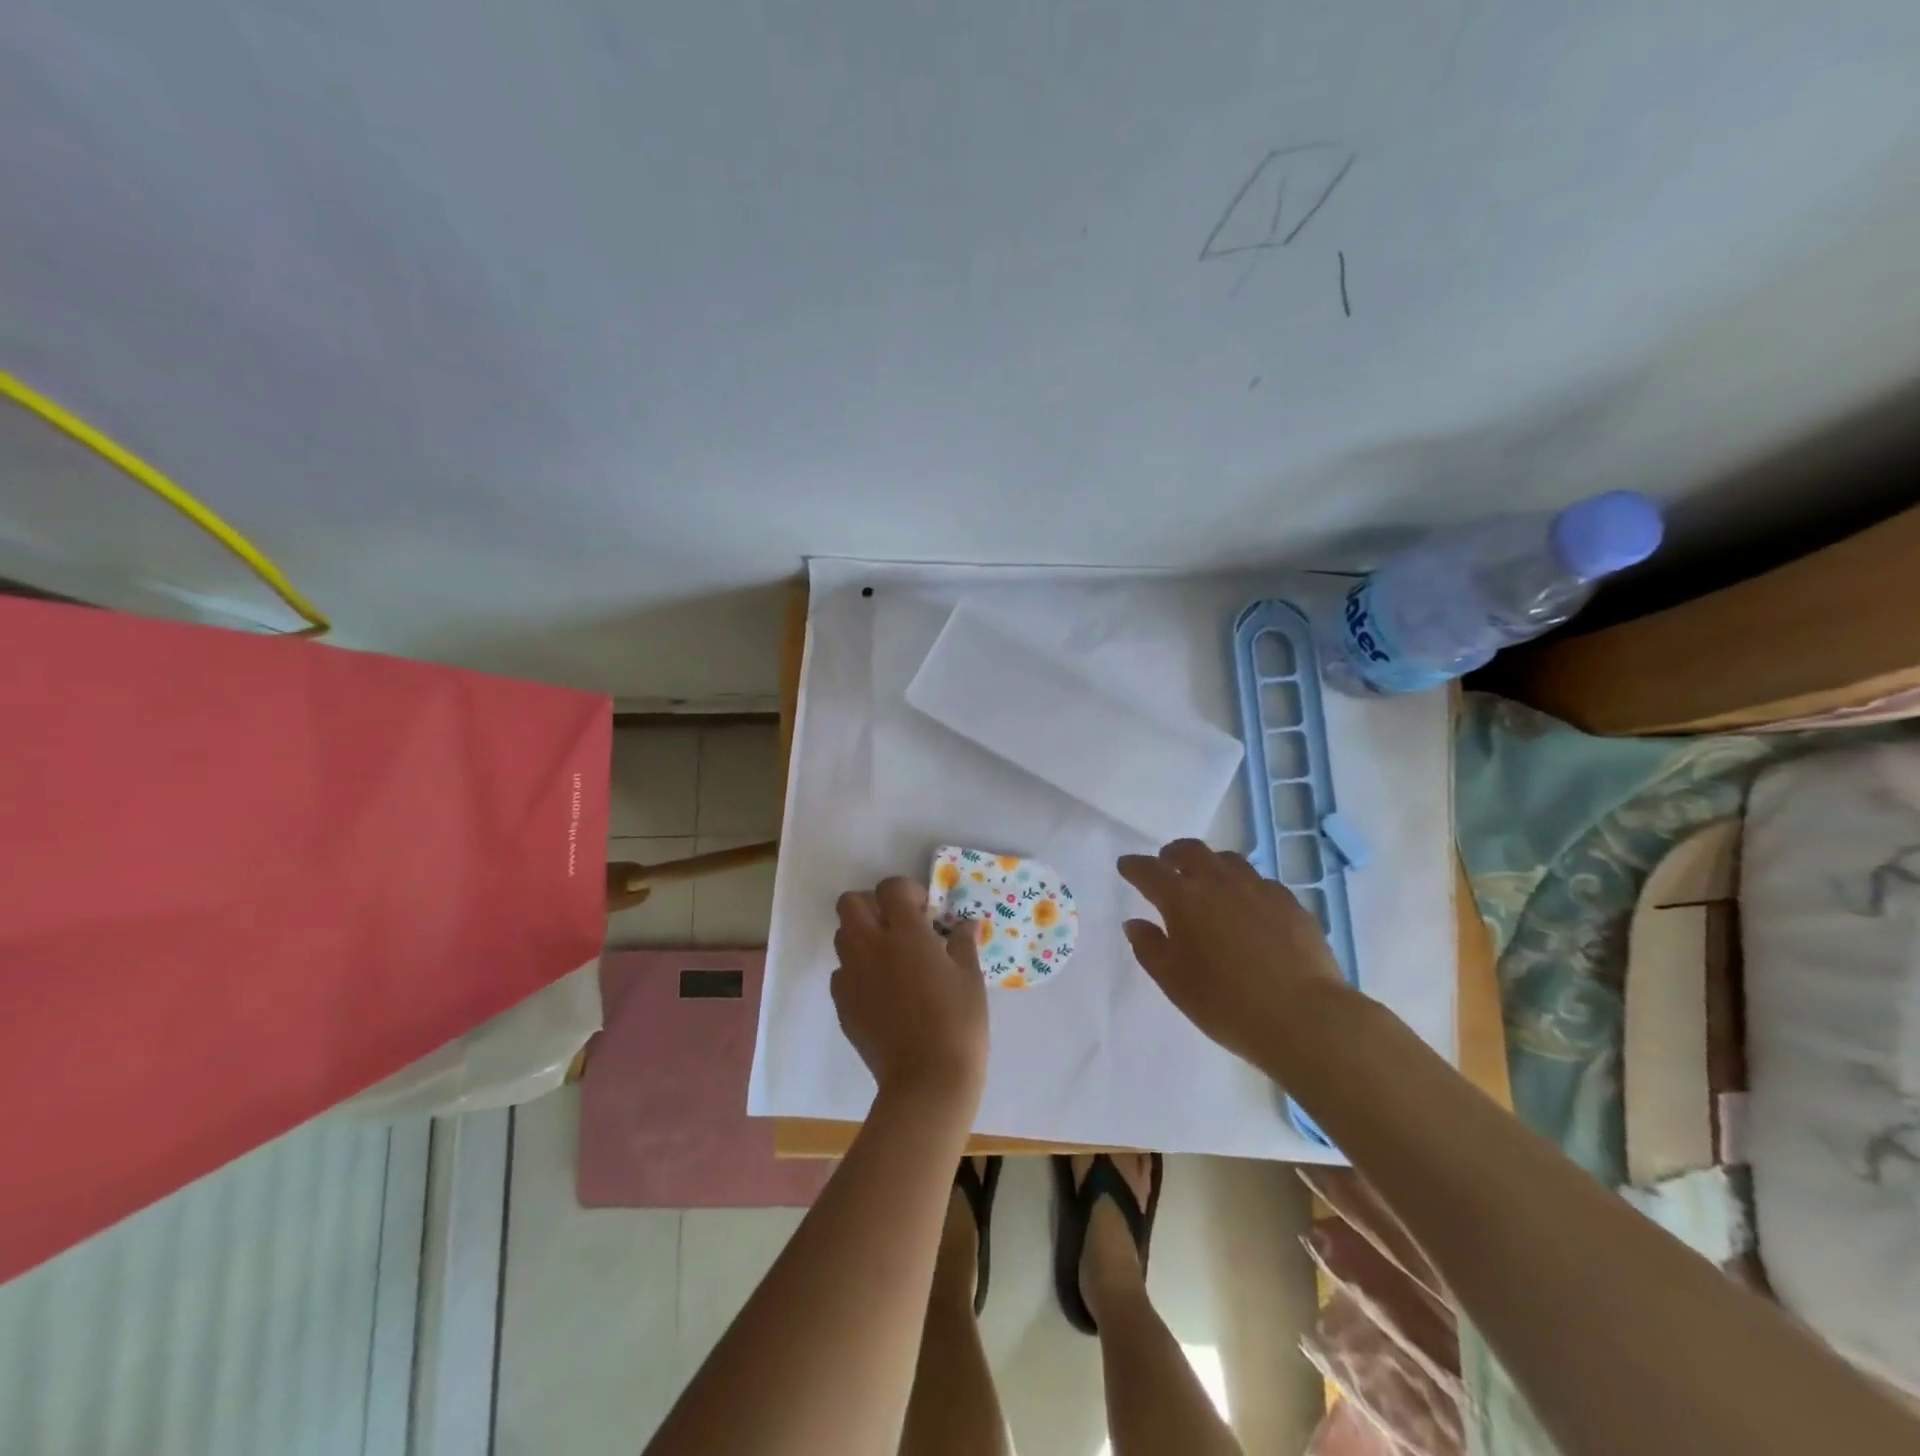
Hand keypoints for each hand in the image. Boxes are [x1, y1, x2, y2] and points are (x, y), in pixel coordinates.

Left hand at [831, 877, 989, 1110]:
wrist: (927, 1081)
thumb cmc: (958, 1023)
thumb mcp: (970, 977)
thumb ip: (962, 943)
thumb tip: (964, 924)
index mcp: (905, 933)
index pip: (890, 888)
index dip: (907, 892)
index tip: (925, 912)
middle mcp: (871, 947)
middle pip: (850, 903)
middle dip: (872, 905)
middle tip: (898, 925)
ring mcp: (852, 976)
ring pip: (842, 936)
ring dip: (862, 936)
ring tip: (890, 958)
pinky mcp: (842, 1005)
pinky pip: (841, 974)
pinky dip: (857, 972)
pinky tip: (881, 991)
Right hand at [1118, 839, 1347, 1068]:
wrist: (1304, 1017)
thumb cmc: (1226, 1003)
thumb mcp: (1174, 982)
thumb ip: (1149, 948)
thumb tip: (1135, 923)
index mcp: (1183, 899)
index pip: (1150, 871)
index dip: (1134, 866)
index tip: (1126, 866)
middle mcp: (1219, 883)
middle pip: (1191, 851)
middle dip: (1173, 853)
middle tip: (1165, 862)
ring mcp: (1259, 889)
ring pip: (1228, 861)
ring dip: (1210, 864)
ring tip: (1207, 880)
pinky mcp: (1290, 903)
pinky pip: (1259, 882)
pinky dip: (1244, 885)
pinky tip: (1248, 906)